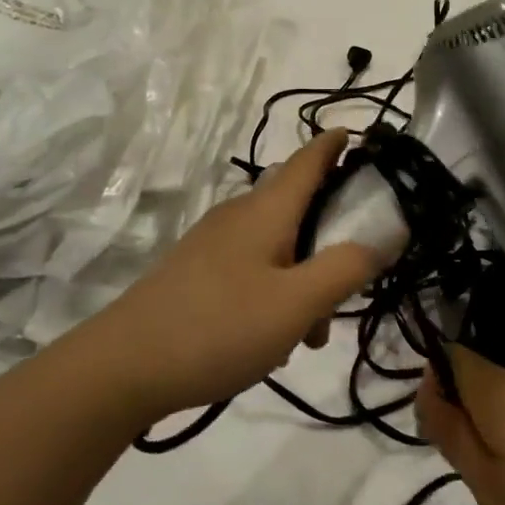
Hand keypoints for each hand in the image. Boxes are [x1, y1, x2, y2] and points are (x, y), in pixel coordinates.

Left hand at [99, 131, 382, 423]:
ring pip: (277, 248)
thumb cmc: (219, 327)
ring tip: (307, 337)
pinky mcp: (196, 273)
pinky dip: (275, 295)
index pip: (308, 159)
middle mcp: (238, 216)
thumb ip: (345, 269)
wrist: (124, 368)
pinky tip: (271, 342)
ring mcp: (213, 244)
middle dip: (331, 241)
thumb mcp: (296, 304)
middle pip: (298, 209)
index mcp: (265, 211)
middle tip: (350, 286)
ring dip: (304, 281)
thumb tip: (381, 238)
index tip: (361, 136)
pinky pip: (252, 271)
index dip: (335, 143)